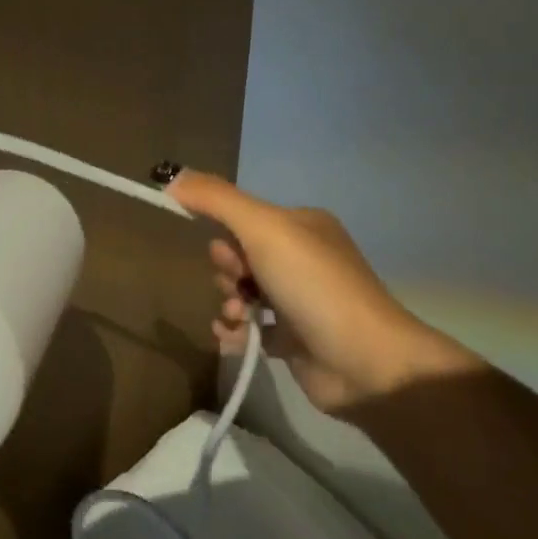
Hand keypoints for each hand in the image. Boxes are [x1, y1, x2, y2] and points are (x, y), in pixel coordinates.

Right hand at [166, 171, 436, 412]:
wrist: (366, 362)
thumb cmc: (313, 285)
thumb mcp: (263, 228)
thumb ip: (217, 199)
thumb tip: (171, 176)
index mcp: (302, 225)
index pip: (245, 218)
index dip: (225, 235)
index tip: (226, 253)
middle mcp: (303, 259)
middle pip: (240, 256)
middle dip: (227, 272)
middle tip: (239, 287)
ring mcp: (300, 301)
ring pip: (242, 292)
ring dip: (228, 304)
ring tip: (237, 319)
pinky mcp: (295, 340)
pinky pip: (250, 328)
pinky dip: (236, 332)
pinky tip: (234, 340)